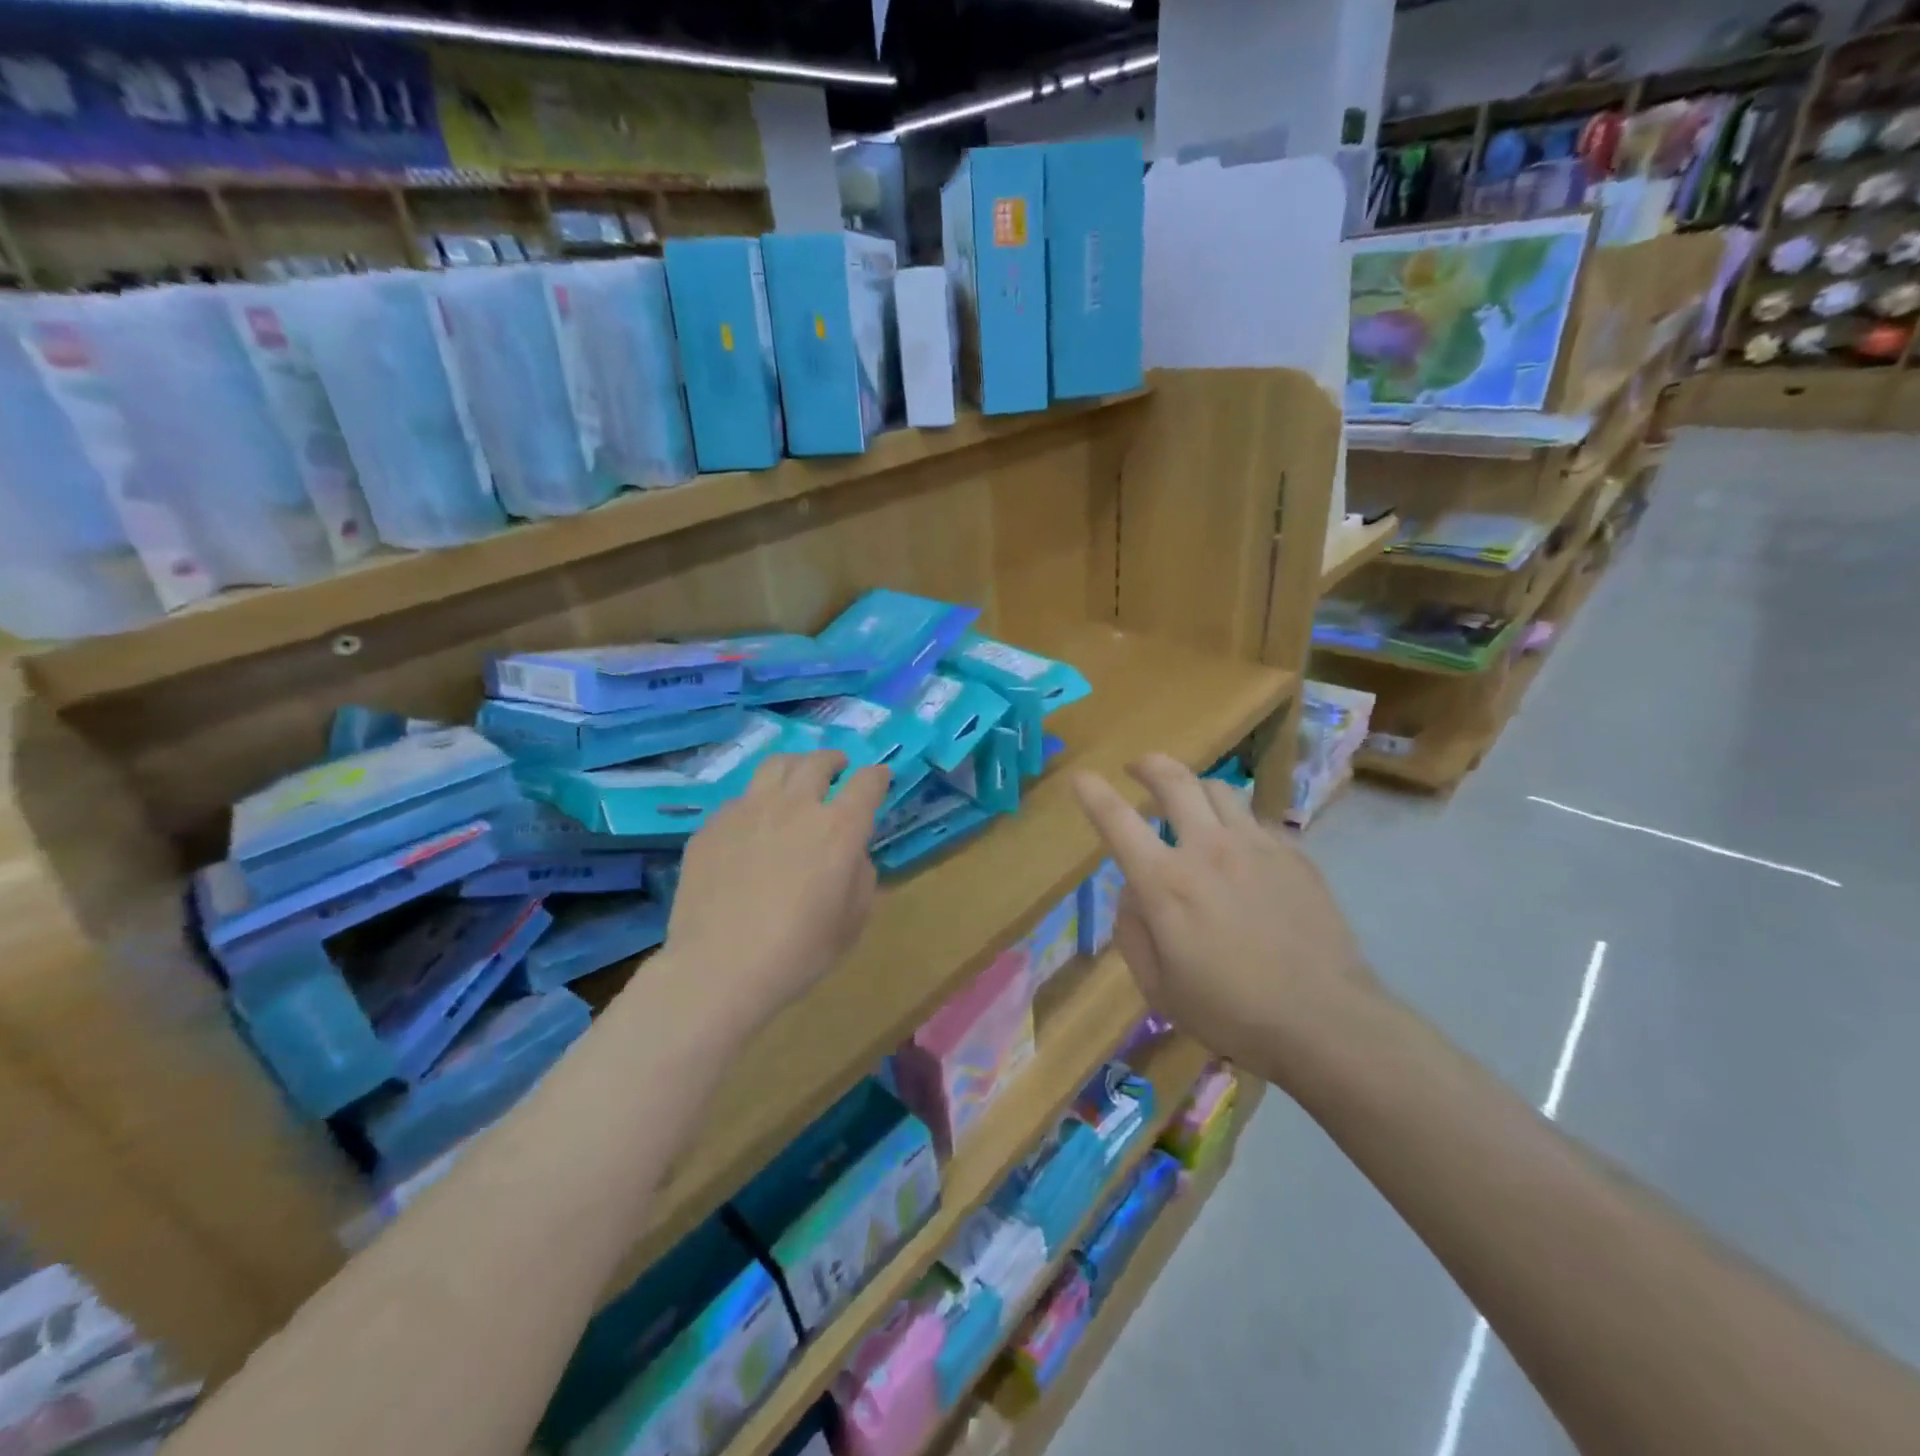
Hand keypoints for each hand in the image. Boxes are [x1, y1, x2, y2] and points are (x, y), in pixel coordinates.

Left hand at [663, 751, 888, 1040]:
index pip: (867, 782)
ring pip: (775, 766)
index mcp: (838, 827)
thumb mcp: (853, 922)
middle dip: (834, 761)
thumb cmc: (799, 951)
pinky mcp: (712, 826)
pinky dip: (756, 803)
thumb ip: (861, 876)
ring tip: (796, 778)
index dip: (877, 777)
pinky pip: (740, 800)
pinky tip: (753, 826)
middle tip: (838, 768)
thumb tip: (852, 855)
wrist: (719, 968)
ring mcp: (748, 810)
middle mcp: (795, 805)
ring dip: (794, 766)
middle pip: (818, 762)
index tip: (880, 779)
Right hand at [1071, 754, 1374, 1088]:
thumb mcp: (1158, 987)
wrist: (1326, 1021)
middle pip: (1174, 781)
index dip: (1093, 794)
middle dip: (1149, 765)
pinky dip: (1236, 823)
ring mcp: (1257, 846)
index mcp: (1167, 882)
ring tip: (1190, 804)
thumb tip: (1133, 892)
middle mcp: (1209, 849)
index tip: (1082, 777)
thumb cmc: (1232, 1012)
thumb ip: (1133, 931)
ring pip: (1220, 790)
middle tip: (1137, 767)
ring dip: (1194, 788)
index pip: (1118, 820)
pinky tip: (1239, 850)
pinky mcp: (1294, 855)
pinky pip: (1256, 820)